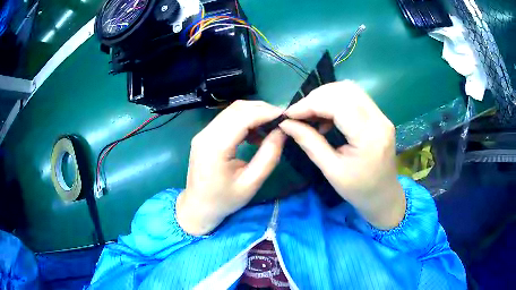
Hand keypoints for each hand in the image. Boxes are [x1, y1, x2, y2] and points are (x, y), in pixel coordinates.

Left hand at [177, 101, 285, 235]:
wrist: (198, 207)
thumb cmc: (225, 200)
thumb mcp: (252, 183)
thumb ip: (269, 155)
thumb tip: (282, 131)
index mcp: (216, 147)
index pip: (244, 117)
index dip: (267, 113)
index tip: (286, 117)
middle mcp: (206, 134)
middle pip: (237, 108)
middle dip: (262, 110)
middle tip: (281, 121)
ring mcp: (203, 133)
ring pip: (232, 111)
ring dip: (254, 114)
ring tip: (270, 128)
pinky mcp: (205, 135)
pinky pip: (227, 119)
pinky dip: (244, 120)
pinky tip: (254, 135)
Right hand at [279, 81, 404, 229]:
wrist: (384, 196)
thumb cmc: (358, 190)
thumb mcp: (331, 171)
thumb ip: (310, 143)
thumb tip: (286, 124)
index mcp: (369, 137)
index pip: (338, 105)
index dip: (310, 104)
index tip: (289, 114)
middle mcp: (379, 120)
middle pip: (345, 90)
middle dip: (316, 97)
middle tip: (299, 113)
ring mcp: (382, 116)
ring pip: (350, 89)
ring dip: (326, 96)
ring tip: (311, 114)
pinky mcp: (380, 116)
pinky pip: (355, 98)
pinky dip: (336, 101)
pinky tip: (326, 117)